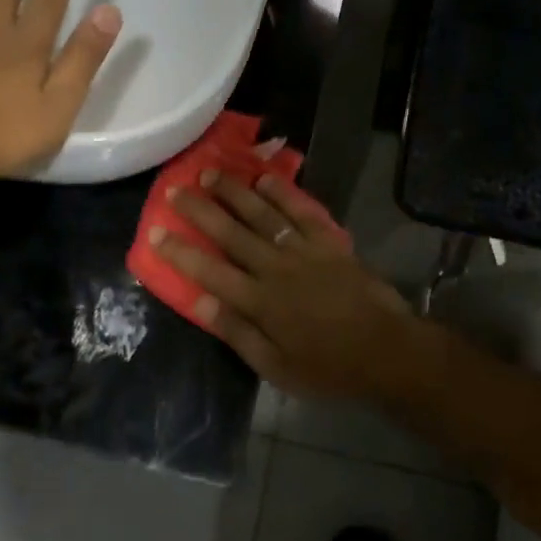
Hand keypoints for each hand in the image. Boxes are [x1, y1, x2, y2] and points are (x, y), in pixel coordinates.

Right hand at [151, 171, 421, 398]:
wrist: (386, 351)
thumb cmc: (328, 367)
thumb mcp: (275, 366)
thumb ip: (237, 332)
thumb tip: (199, 302)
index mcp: (259, 302)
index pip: (208, 271)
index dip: (179, 251)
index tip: (154, 232)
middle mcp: (275, 268)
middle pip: (230, 234)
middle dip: (199, 210)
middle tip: (175, 190)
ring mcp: (303, 251)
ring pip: (262, 215)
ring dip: (234, 193)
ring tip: (211, 173)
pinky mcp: (329, 242)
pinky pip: (301, 211)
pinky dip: (282, 193)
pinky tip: (264, 179)